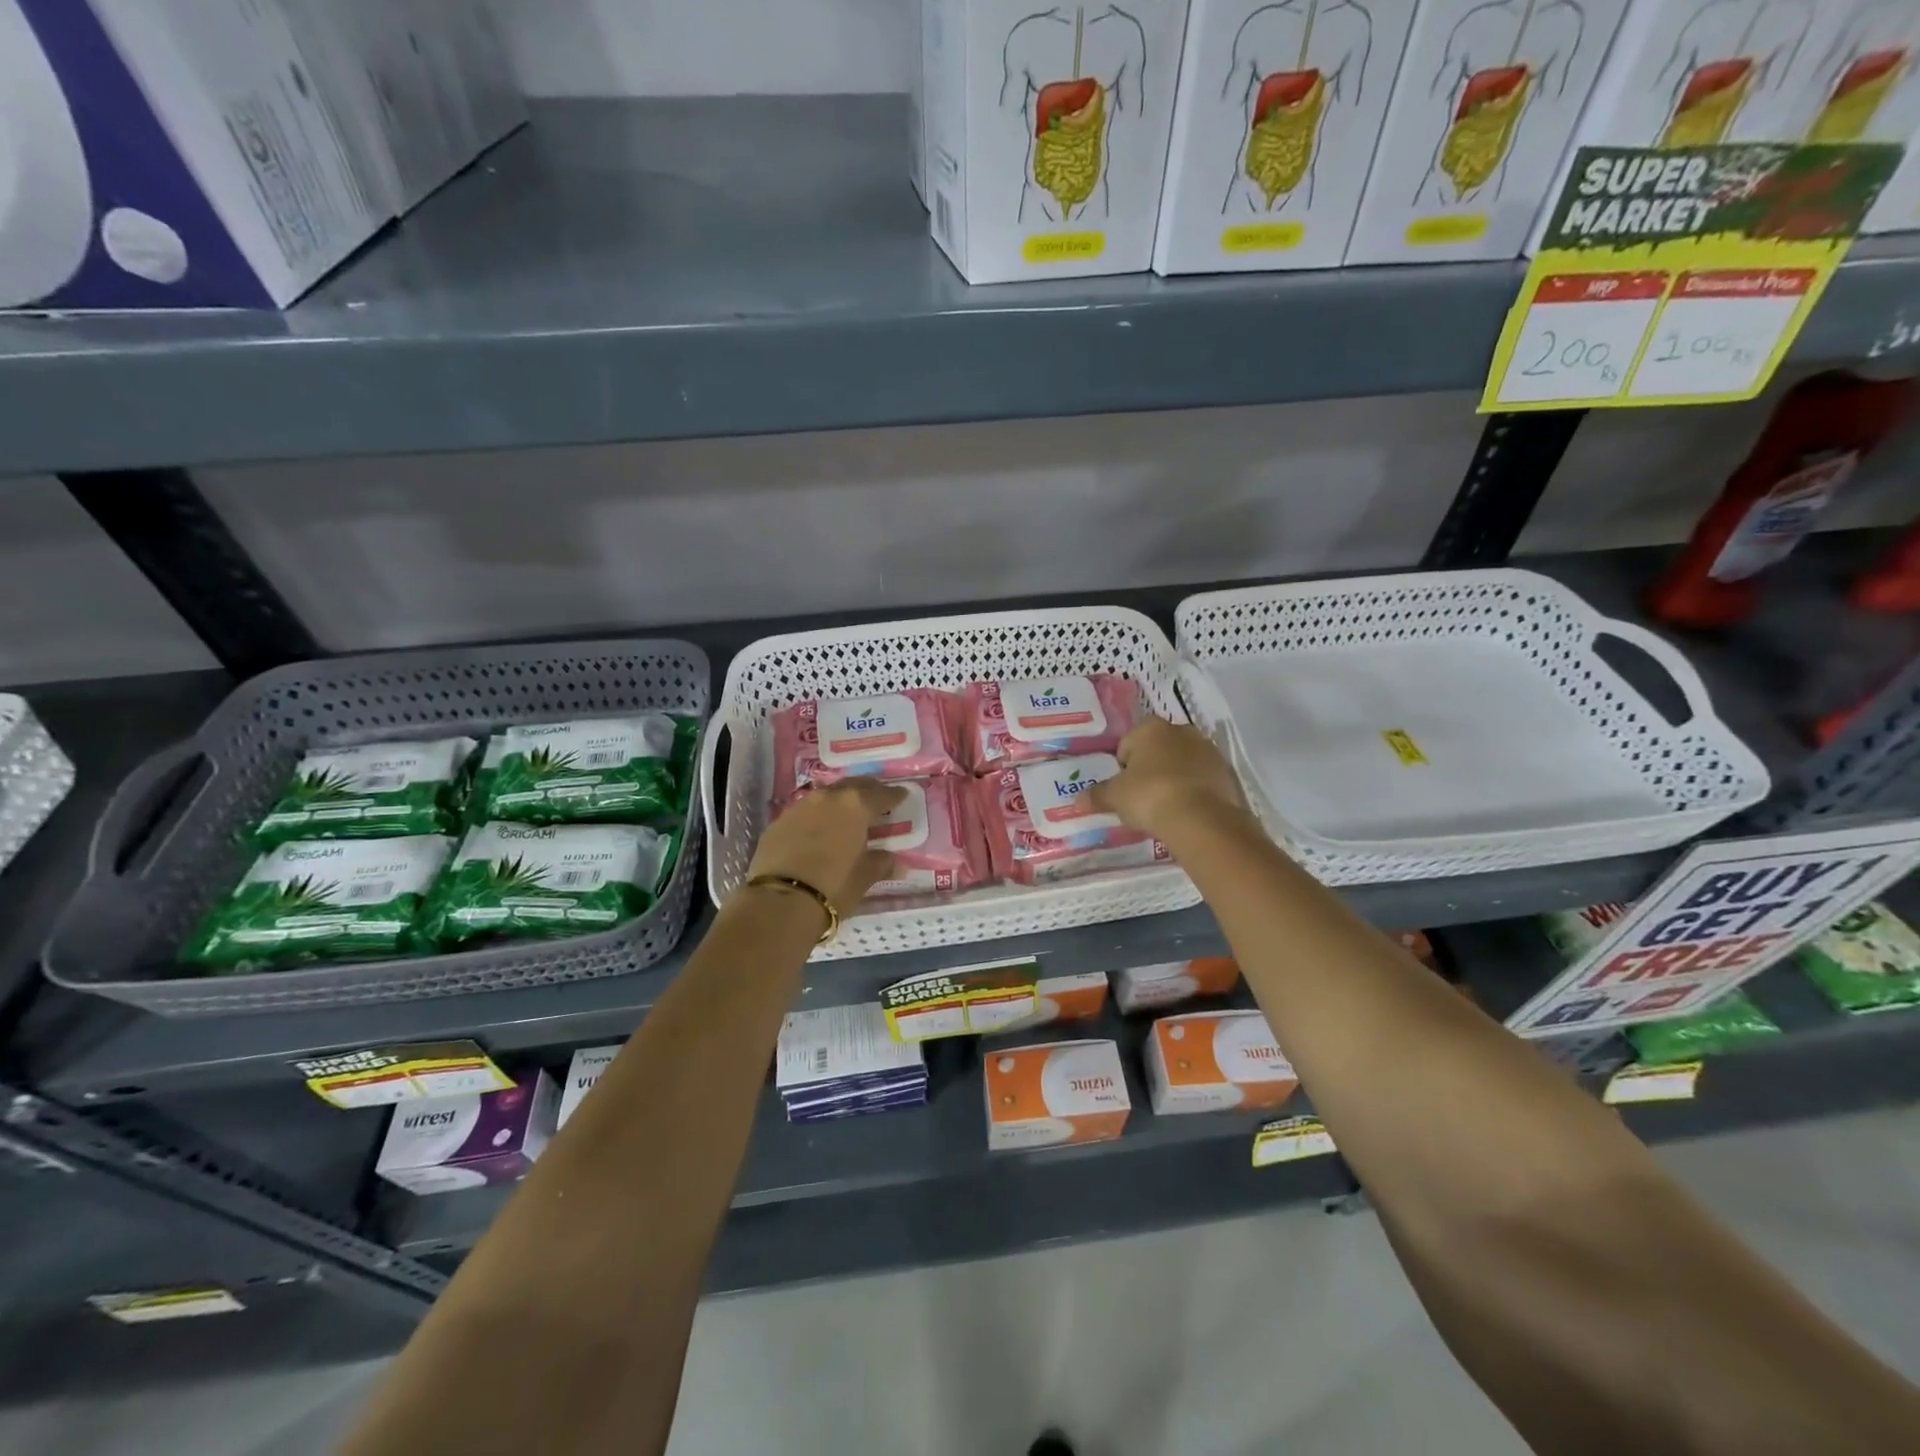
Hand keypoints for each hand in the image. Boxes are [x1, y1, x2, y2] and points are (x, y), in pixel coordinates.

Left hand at [747, 780, 906, 916]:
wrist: (780, 901)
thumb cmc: (833, 886)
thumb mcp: (864, 877)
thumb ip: (881, 864)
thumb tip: (894, 861)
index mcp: (855, 805)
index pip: (881, 794)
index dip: (894, 796)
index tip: (902, 795)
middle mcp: (827, 797)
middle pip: (852, 786)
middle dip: (866, 790)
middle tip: (876, 800)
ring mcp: (799, 807)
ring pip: (826, 796)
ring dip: (839, 802)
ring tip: (846, 815)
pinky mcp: (778, 822)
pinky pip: (804, 812)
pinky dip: (816, 817)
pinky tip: (818, 830)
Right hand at [1088, 717, 1249, 840]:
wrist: (1201, 819)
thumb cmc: (1149, 796)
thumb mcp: (1115, 797)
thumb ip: (1097, 795)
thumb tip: (1078, 800)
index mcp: (1150, 728)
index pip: (1128, 743)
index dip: (1123, 767)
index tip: (1123, 789)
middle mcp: (1181, 731)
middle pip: (1158, 750)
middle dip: (1150, 768)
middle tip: (1143, 797)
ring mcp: (1208, 750)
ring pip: (1183, 763)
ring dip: (1174, 778)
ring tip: (1166, 807)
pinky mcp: (1227, 772)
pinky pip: (1203, 779)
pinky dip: (1195, 790)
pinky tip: (1187, 811)